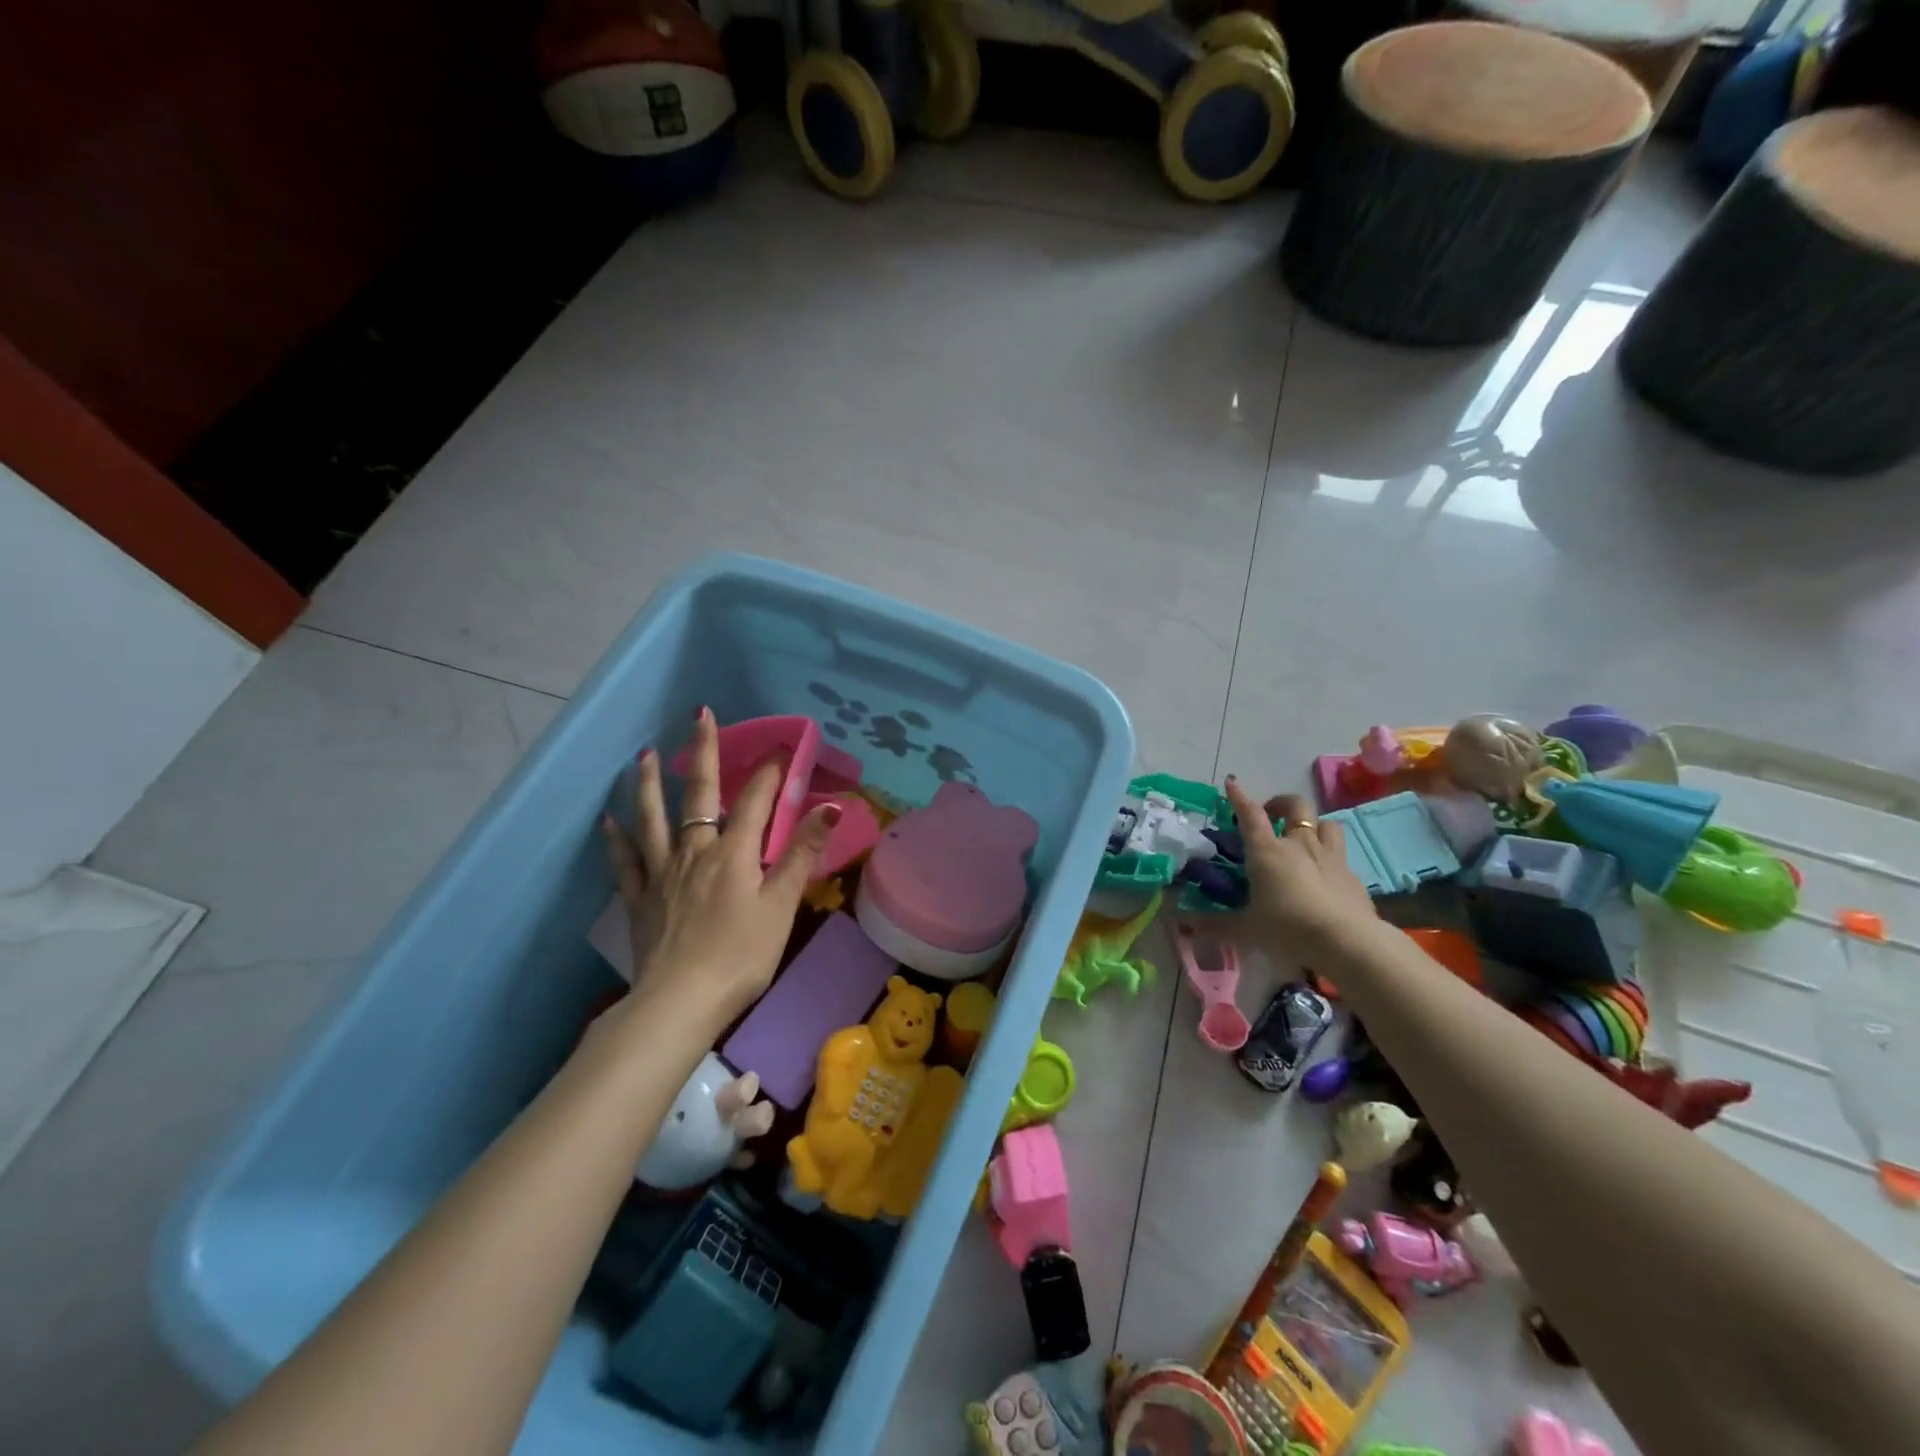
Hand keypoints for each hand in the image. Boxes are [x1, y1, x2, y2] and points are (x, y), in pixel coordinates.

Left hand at [600, 707, 840, 1032]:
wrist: (680, 1001)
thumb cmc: (741, 955)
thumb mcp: (781, 905)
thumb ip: (802, 852)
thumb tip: (832, 806)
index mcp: (734, 852)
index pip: (757, 799)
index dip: (771, 770)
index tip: (783, 745)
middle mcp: (695, 850)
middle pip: (700, 793)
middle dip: (703, 752)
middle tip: (699, 716)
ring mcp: (662, 873)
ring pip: (653, 818)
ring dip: (651, 783)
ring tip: (646, 754)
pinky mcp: (640, 898)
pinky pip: (625, 861)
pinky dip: (616, 838)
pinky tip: (608, 820)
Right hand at [1222, 779, 1376, 961]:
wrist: (1348, 943)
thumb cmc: (1288, 928)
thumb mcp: (1246, 930)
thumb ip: (1215, 924)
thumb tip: (1183, 924)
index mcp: (1267, 851)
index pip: (1250, 814)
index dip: (1240, 797)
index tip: (1232, 783)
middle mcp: (1299, 844)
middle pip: (1296, 806)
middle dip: (1281, 803)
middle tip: (1271, 815)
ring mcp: (1331, 857)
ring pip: (1326, 823)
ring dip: (1313, 824)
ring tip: (1304, 837)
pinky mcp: (1353, 876)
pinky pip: (1341, 854)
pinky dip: (1330, 856)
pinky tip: (1325, 874)